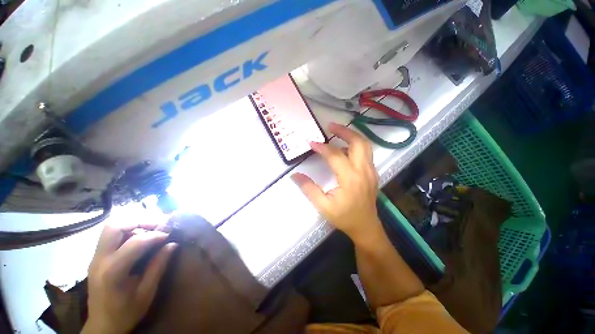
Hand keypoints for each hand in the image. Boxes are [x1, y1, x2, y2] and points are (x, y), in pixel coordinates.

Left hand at [82, 221, 177, 333]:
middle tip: (157, 225)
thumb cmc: (126, 312)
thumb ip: (158, 266)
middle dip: (138, 221)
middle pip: (115, 227)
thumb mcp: (146, 292)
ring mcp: (95, 258)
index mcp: (113, 271)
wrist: (102, 326)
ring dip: (132, 225)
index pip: (135, 242)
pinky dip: (126, 232)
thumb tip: (172, 245)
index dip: (155, 235)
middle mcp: (100, 260)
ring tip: (149, 230)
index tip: (168, 235)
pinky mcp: (96, 259)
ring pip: (110, 228)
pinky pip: (110, 237)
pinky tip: (138, 239)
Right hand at [291, 123, 380, 241]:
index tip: (311, 143)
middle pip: (358, 142)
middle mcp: (363, 171)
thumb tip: (295, 175)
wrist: (366, 226)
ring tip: (337, 132)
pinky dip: (355, 145)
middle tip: (330, 126)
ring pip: (365, 145)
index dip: (322, 148)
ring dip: (351, 135)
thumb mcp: (323, 206)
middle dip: (344, 131)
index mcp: (350, 179)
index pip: (335, 156)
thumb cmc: (344, 217)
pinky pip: (366, 152)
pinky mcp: (372, 172)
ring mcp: (371, 171)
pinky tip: (345, 147)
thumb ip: (309, 189)